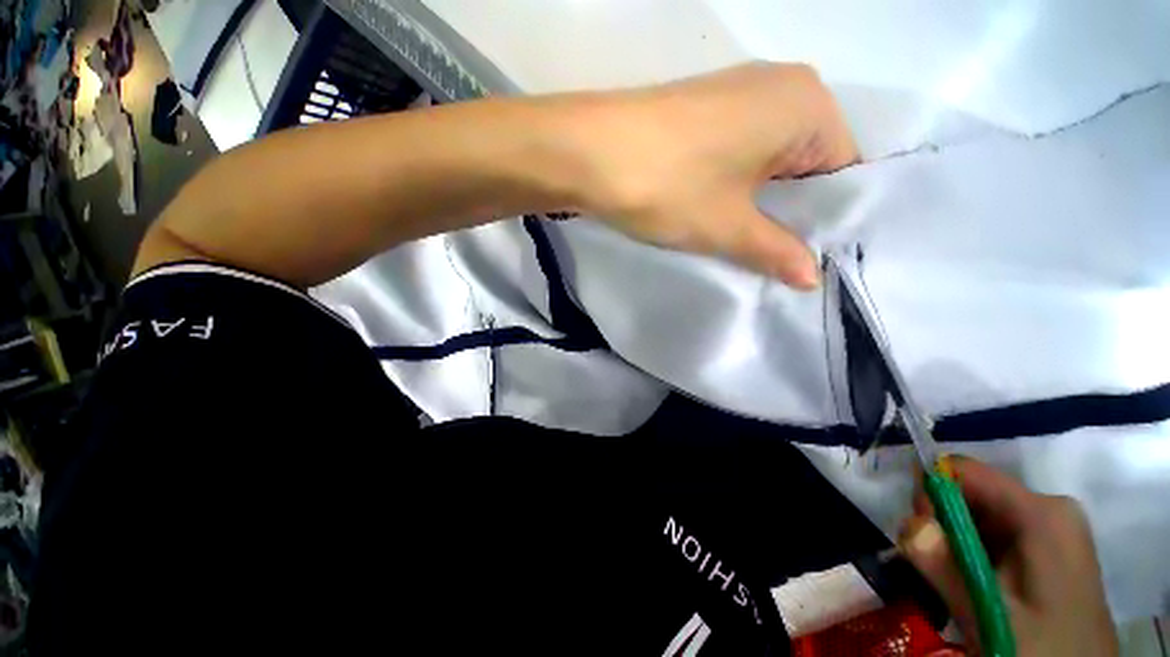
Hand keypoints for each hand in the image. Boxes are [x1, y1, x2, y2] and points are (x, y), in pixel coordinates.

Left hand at [570, 63, 857, 289]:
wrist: (588, 153)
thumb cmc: (669, 186)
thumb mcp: (728, 228)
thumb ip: (776, 251)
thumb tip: (812, 278)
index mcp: (808, 104)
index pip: (844, 171)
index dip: (826, 219)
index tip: (809, 258)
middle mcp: (781, 86)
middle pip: (807, 164)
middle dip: (792, 213)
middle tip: (780, 261)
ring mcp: (738, 93)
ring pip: (769, 160)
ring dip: (760, 202)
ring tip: (749, 244)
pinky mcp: (704, 109)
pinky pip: (740, 151)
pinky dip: (736, 185)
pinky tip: (722, 213)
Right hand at [899, 457, 1117, 656]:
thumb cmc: (1042, 648)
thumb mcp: (989, 614)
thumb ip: (945, 567)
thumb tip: (907, 523)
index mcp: (1041, 512)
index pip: (963, 470)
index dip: (930, 493)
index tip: (919, 534)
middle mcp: (1047, 507)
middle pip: (969, 492)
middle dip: (941, 523)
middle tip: (933, 566)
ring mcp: (1050, 527)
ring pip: (977, 514)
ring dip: (953, 542)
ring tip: (954, 583)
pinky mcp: (1047, 546)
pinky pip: (993, 532)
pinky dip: (970, 552)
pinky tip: (972, 584)